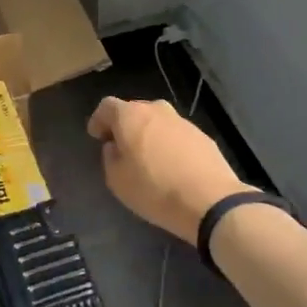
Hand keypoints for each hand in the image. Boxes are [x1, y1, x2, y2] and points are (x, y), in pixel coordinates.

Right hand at [86, 97, 249, 242]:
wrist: (210, 200)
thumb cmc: (154, 189)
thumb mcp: (117, 180)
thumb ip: (110, 157)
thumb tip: (115, 147)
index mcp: (131, 116)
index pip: (107, 106)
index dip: (99, 120)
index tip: (96, 136)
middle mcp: (157, 110)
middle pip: (134, 111)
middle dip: (124, 126)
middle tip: (120, 148)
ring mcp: (182, 121)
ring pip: (157, 122)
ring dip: (148, 135)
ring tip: (147, 159)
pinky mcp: (202, 136)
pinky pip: (176, 135)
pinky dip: (168, 145)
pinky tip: (171, 166)